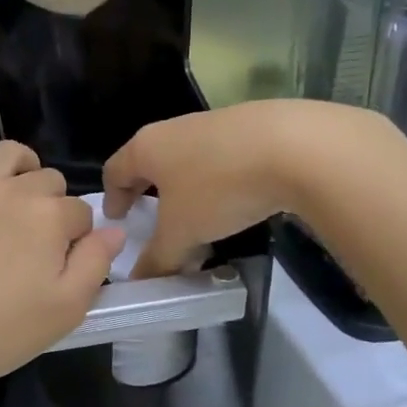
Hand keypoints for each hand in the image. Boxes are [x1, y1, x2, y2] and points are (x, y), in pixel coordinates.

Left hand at [0, 141, 124, 399]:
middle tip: (35, 241)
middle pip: (47, 179)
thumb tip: (114, 230)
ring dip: (18, 169)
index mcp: (48, 217)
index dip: (78, 237)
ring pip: (5, 155)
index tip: (62, 264)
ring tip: (12, 197)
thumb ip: (95, 265)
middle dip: (51, 203)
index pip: (81, 213)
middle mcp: (10, 189)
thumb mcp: (62, 312)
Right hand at [103, 101, 393, 275]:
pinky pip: (219, 158)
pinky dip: (217, 181)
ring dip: (184, 189)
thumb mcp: (182, 233)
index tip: (117, 219)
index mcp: (146, 147)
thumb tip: (140, 283)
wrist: (294, 146)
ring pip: (186, 159)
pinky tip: (235, 203)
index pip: (115, 170)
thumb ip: (158, 259)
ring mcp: (212, 123)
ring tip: (198, 220)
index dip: (112, 197)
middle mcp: (173, 129)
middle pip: (150, 161)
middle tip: (152, 220)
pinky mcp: (249, 126)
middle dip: (148, 192)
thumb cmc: (218, 188)